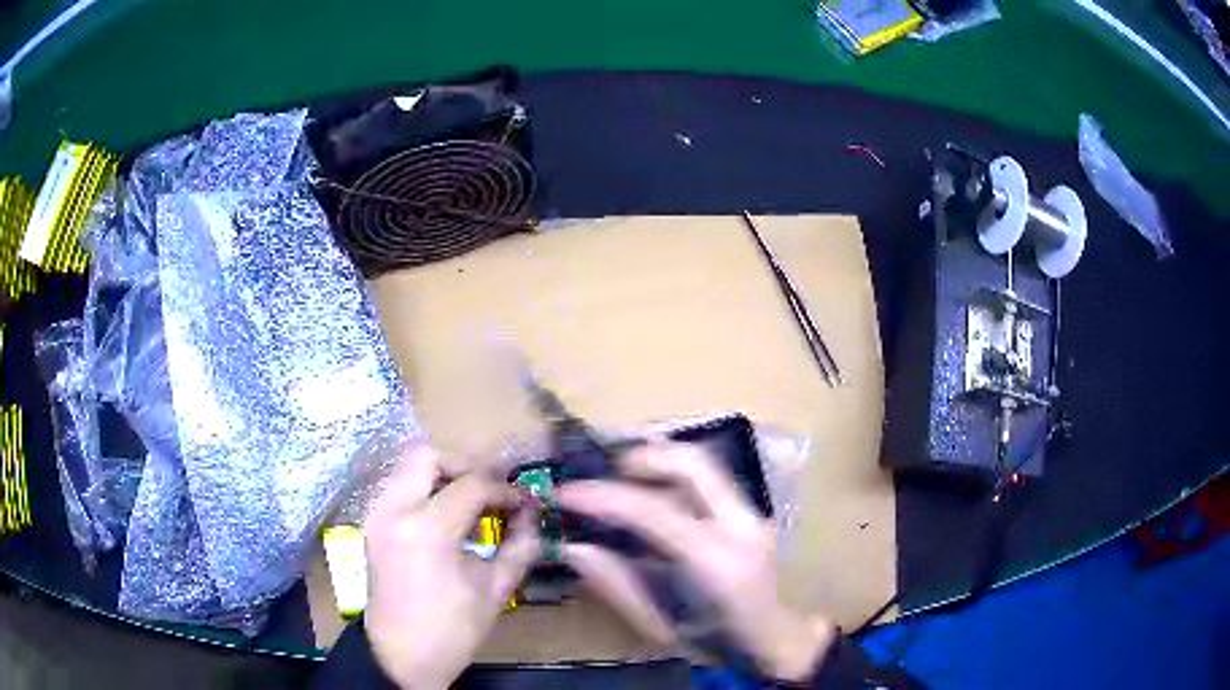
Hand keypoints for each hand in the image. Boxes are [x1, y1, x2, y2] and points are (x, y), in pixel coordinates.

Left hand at [363, 445, 537, 689]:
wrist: (400, 657)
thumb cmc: (451, 630)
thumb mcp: (494, 590)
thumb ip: (518, 547)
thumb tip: (534, 516)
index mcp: (426, 529)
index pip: (471, 484)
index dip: (504, 489)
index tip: (524, 502)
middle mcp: (394, 510)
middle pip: (427, 456)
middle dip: (464, 465)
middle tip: (491, 489)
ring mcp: (377, 515)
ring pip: (407, 468)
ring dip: (442, 475)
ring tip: (471, 502)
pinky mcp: (372, 524)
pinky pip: (399, 488)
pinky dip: (425, 490)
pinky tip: (446, 517)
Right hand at [557, 443, 836, 681]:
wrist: (773, 639)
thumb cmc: (716, 644)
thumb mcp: (659, 627)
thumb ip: (616, 584)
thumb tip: (572, 547)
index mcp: (717, 561)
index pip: (655, 511)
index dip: (603, 497)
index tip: (564, 493)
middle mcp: (740, 525)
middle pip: (693, 463)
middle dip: (641, 458)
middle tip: (601, 473)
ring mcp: (753, 513)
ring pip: (703, 462)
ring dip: (658, 460)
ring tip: (620, 477)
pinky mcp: (751, 511)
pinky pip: (707, 478)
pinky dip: (673, 475)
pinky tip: (650, 492)